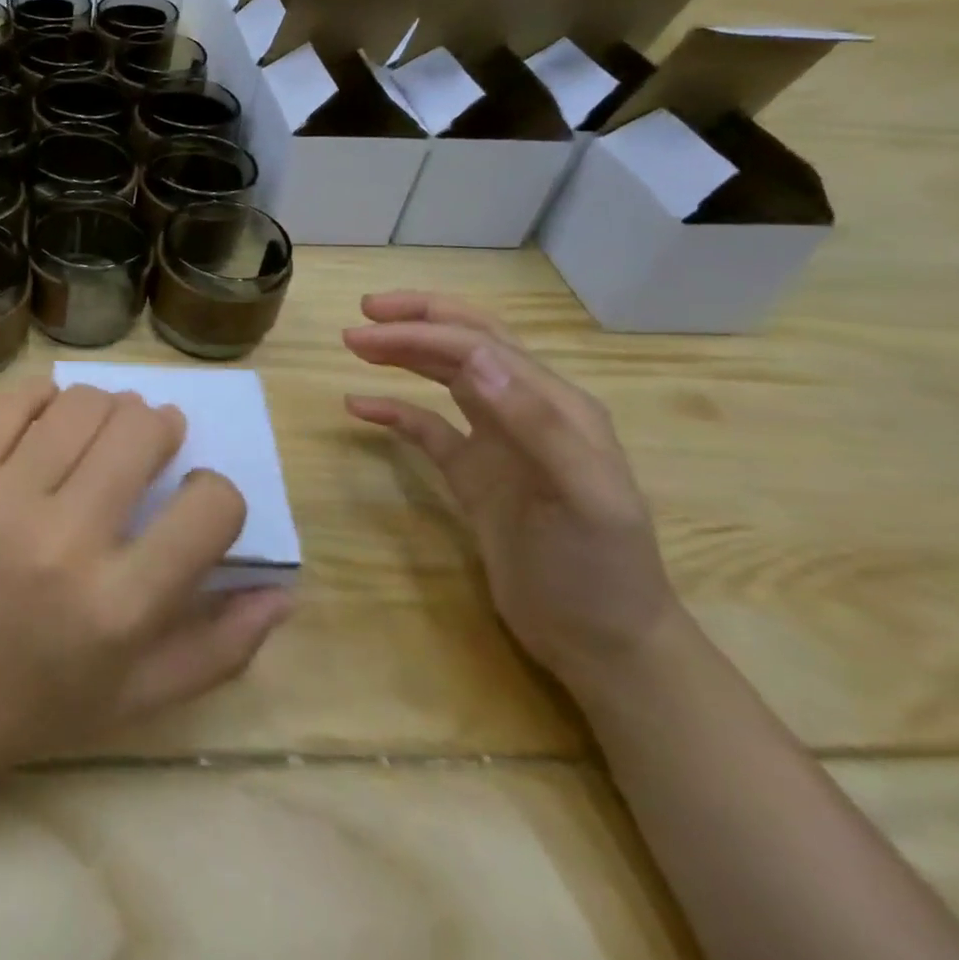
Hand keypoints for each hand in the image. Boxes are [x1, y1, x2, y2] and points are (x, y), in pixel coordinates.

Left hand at [0, 381, 292, 783]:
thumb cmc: (31, 706)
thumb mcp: (136, 699)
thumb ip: (220, 649)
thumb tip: (284, 590)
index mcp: (121, 608)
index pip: (212, 507)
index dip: (217, 492)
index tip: (196, 495)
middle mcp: (64, 543)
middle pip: (141, 431)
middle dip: (161, 428)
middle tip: (152, 439)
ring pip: (82, 404)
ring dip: (109, 406)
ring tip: (104, 427)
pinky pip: (13, 402)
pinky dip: (45, 397)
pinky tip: (52, 416)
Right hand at [342, 291, 679, 696]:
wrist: (602, 644)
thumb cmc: (599, 568)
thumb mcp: (583, 497)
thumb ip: (533, 423)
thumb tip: (475, 358)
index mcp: (557, 405)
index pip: (481, 346)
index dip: (425, 330)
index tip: (368, 328)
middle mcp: (527, 410)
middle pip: (467, 345)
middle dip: (417, 323)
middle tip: (361, 315)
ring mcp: (498, 442)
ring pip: (446, 377)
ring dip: (404, 354)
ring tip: (355, 345)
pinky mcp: (474, 473)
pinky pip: (428, 428)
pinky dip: (394, 411)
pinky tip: (359, 406)